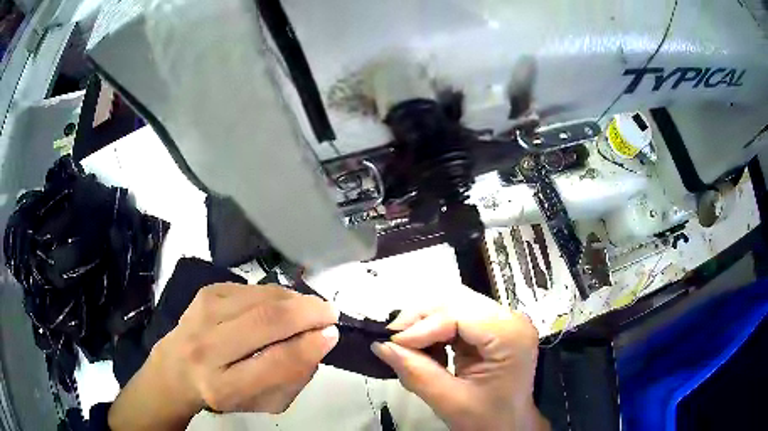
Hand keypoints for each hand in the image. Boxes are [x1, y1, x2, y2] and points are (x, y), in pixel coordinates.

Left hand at [108, 283, 338, 430]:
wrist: (176, 369)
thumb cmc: (225, 392)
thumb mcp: (263, 402)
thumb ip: (293, 377)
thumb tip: (319, 340)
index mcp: (223, 386)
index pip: (274, 363)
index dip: (309, 347)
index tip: (332, 335)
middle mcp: (207, 348)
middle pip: (265, 321)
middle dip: (307, 312)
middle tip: (330, 312)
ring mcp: (202, 314)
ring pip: (259, 297)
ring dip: (294, 299)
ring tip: (310, 307)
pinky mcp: (205, 293)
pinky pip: (250, 287)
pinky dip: (274, 293)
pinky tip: (283, 303)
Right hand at [372, 289, 548, 430]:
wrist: (509, 426)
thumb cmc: (488, 419)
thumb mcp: (450, 401)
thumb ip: (416, 372)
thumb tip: (381, 346)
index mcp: (510, 336)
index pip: (460, 314)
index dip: (423, 326)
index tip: (392, 343)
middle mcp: (510, 320)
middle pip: (457, 302)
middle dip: (420, 319)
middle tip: (393, 340)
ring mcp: (502, 321)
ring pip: (453, 306)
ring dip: (425, 324)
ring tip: (406, 346)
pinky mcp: (491, 328)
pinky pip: (456, 318)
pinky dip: (434, 331)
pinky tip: (425, 349)